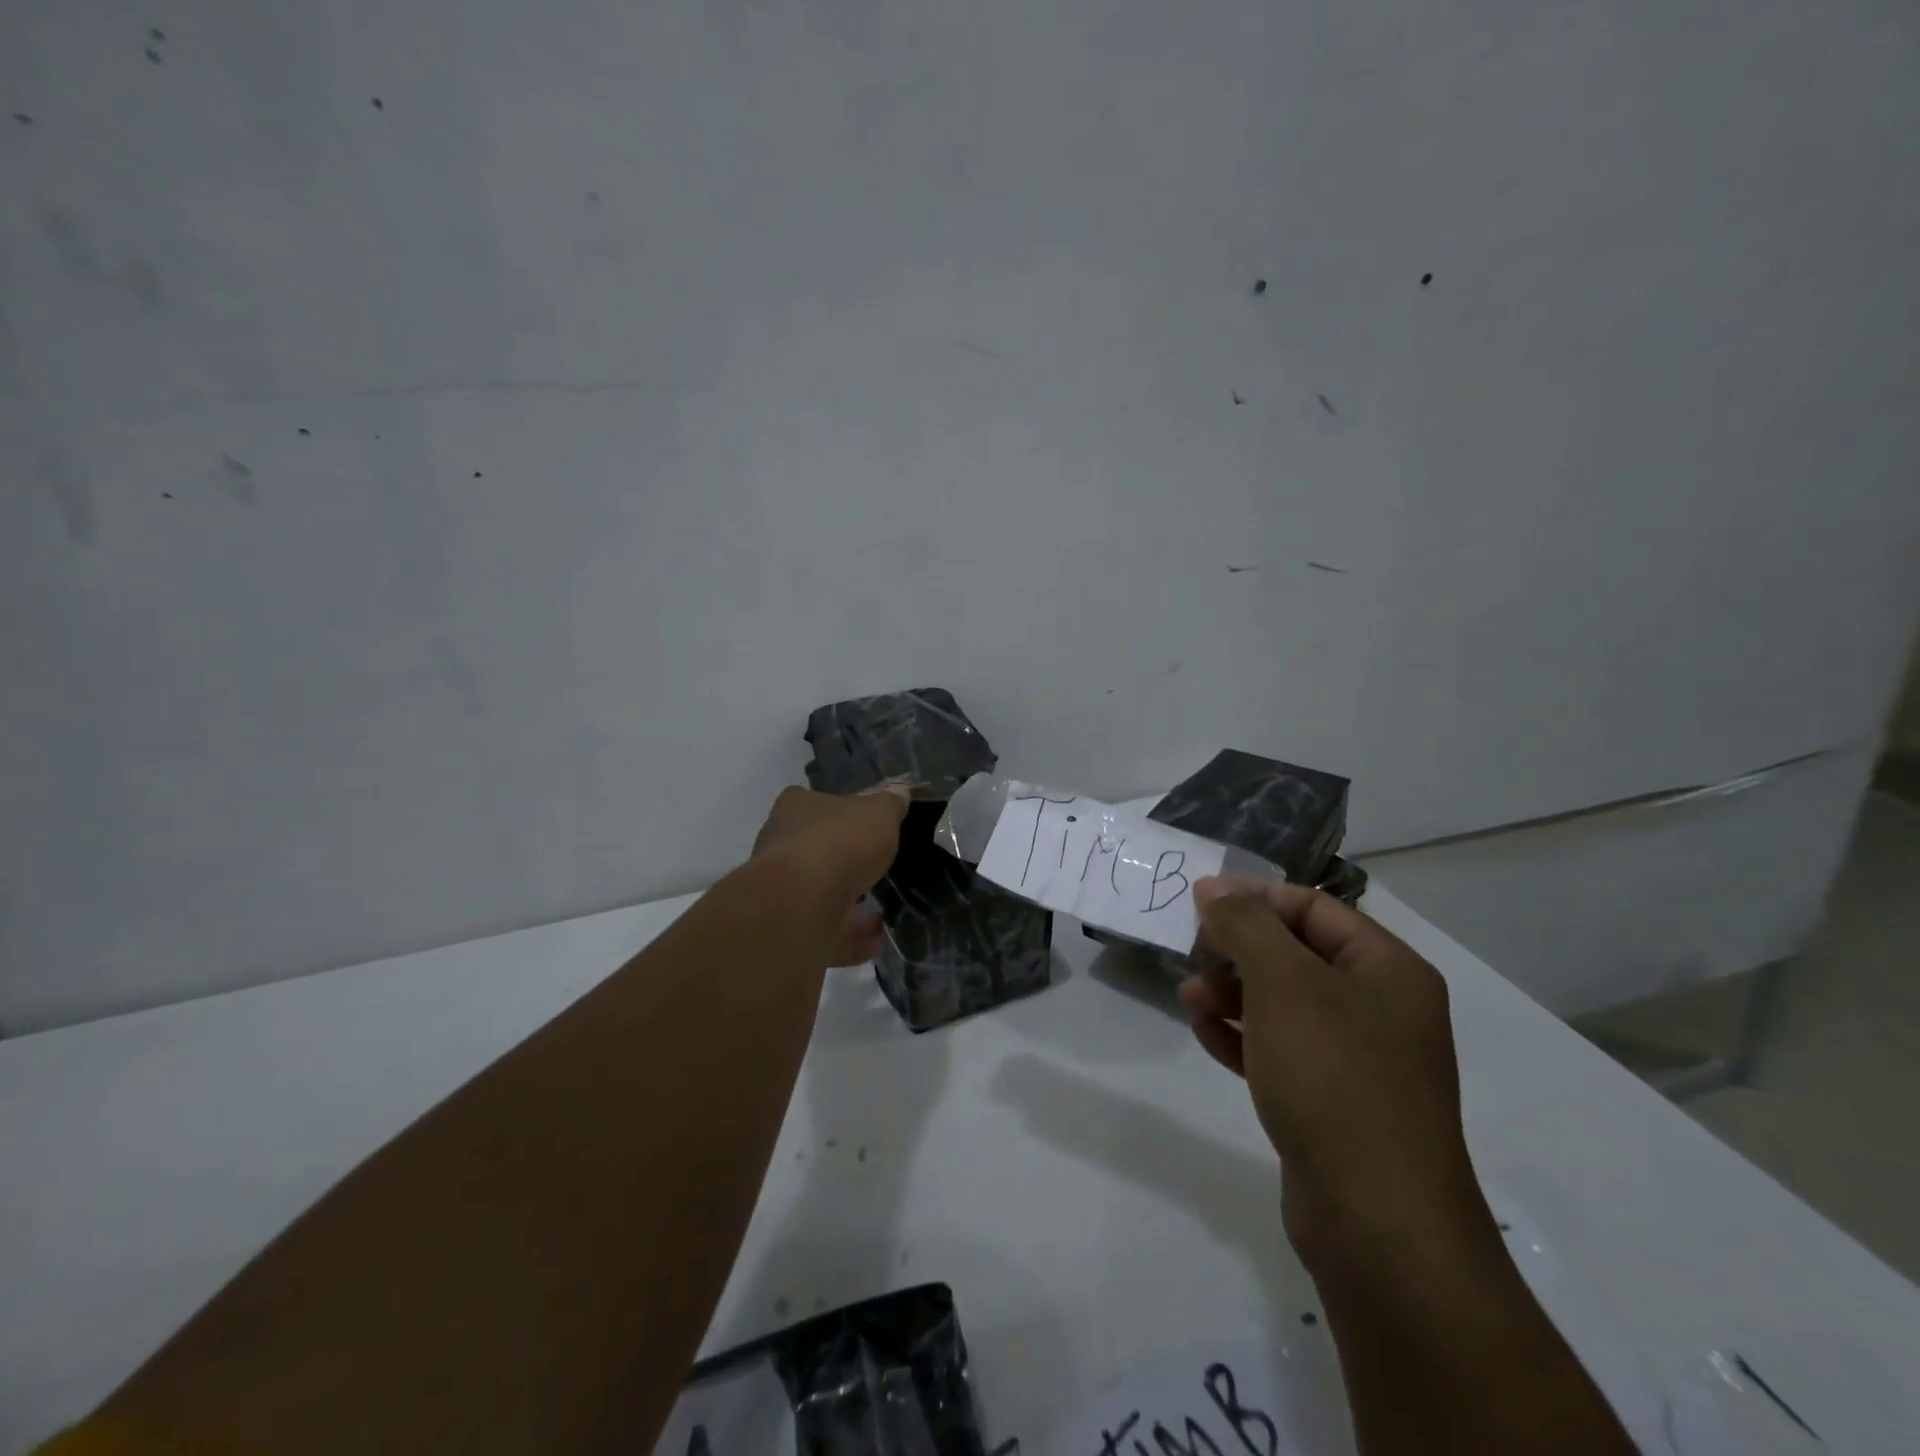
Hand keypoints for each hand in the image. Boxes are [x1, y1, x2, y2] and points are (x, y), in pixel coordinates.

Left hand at [752, 784, 909, 966]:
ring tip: (880, 915)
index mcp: (796, 808)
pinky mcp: (787, 928)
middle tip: (874, 870)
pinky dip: (849, 938)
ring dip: (848, 905)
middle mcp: (780, 845)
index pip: (810, 801)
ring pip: (818, 894)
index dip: (836, 811)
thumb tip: (899, 792)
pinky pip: (823, 931)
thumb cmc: (840, 842)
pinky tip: (875, 943)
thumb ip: (890, 805)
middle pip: (814, 849)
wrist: (803, 902)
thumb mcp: (879, 813)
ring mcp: (781, 889)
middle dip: (843, 862)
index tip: (860, 824)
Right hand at [1179, 878, 1486, 1264]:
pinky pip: (1280, 1050)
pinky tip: (1204, 1033)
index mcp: (1388, 970)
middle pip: (1296, 954)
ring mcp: (1358, 1060)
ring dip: (1232, 993)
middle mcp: (1380, 1008)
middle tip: (1191, 953)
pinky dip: (1241, 1036)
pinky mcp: (1332, 1103)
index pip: (1313, 908)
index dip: (1254, 898)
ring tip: (1188, 998)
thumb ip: (1246, 925)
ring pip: (1283, 1004)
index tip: (1199, 903)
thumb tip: (1214, 887)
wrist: (1378, 1222)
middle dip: (1238, 950)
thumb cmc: (1334, 1078)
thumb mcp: (1284, 983)